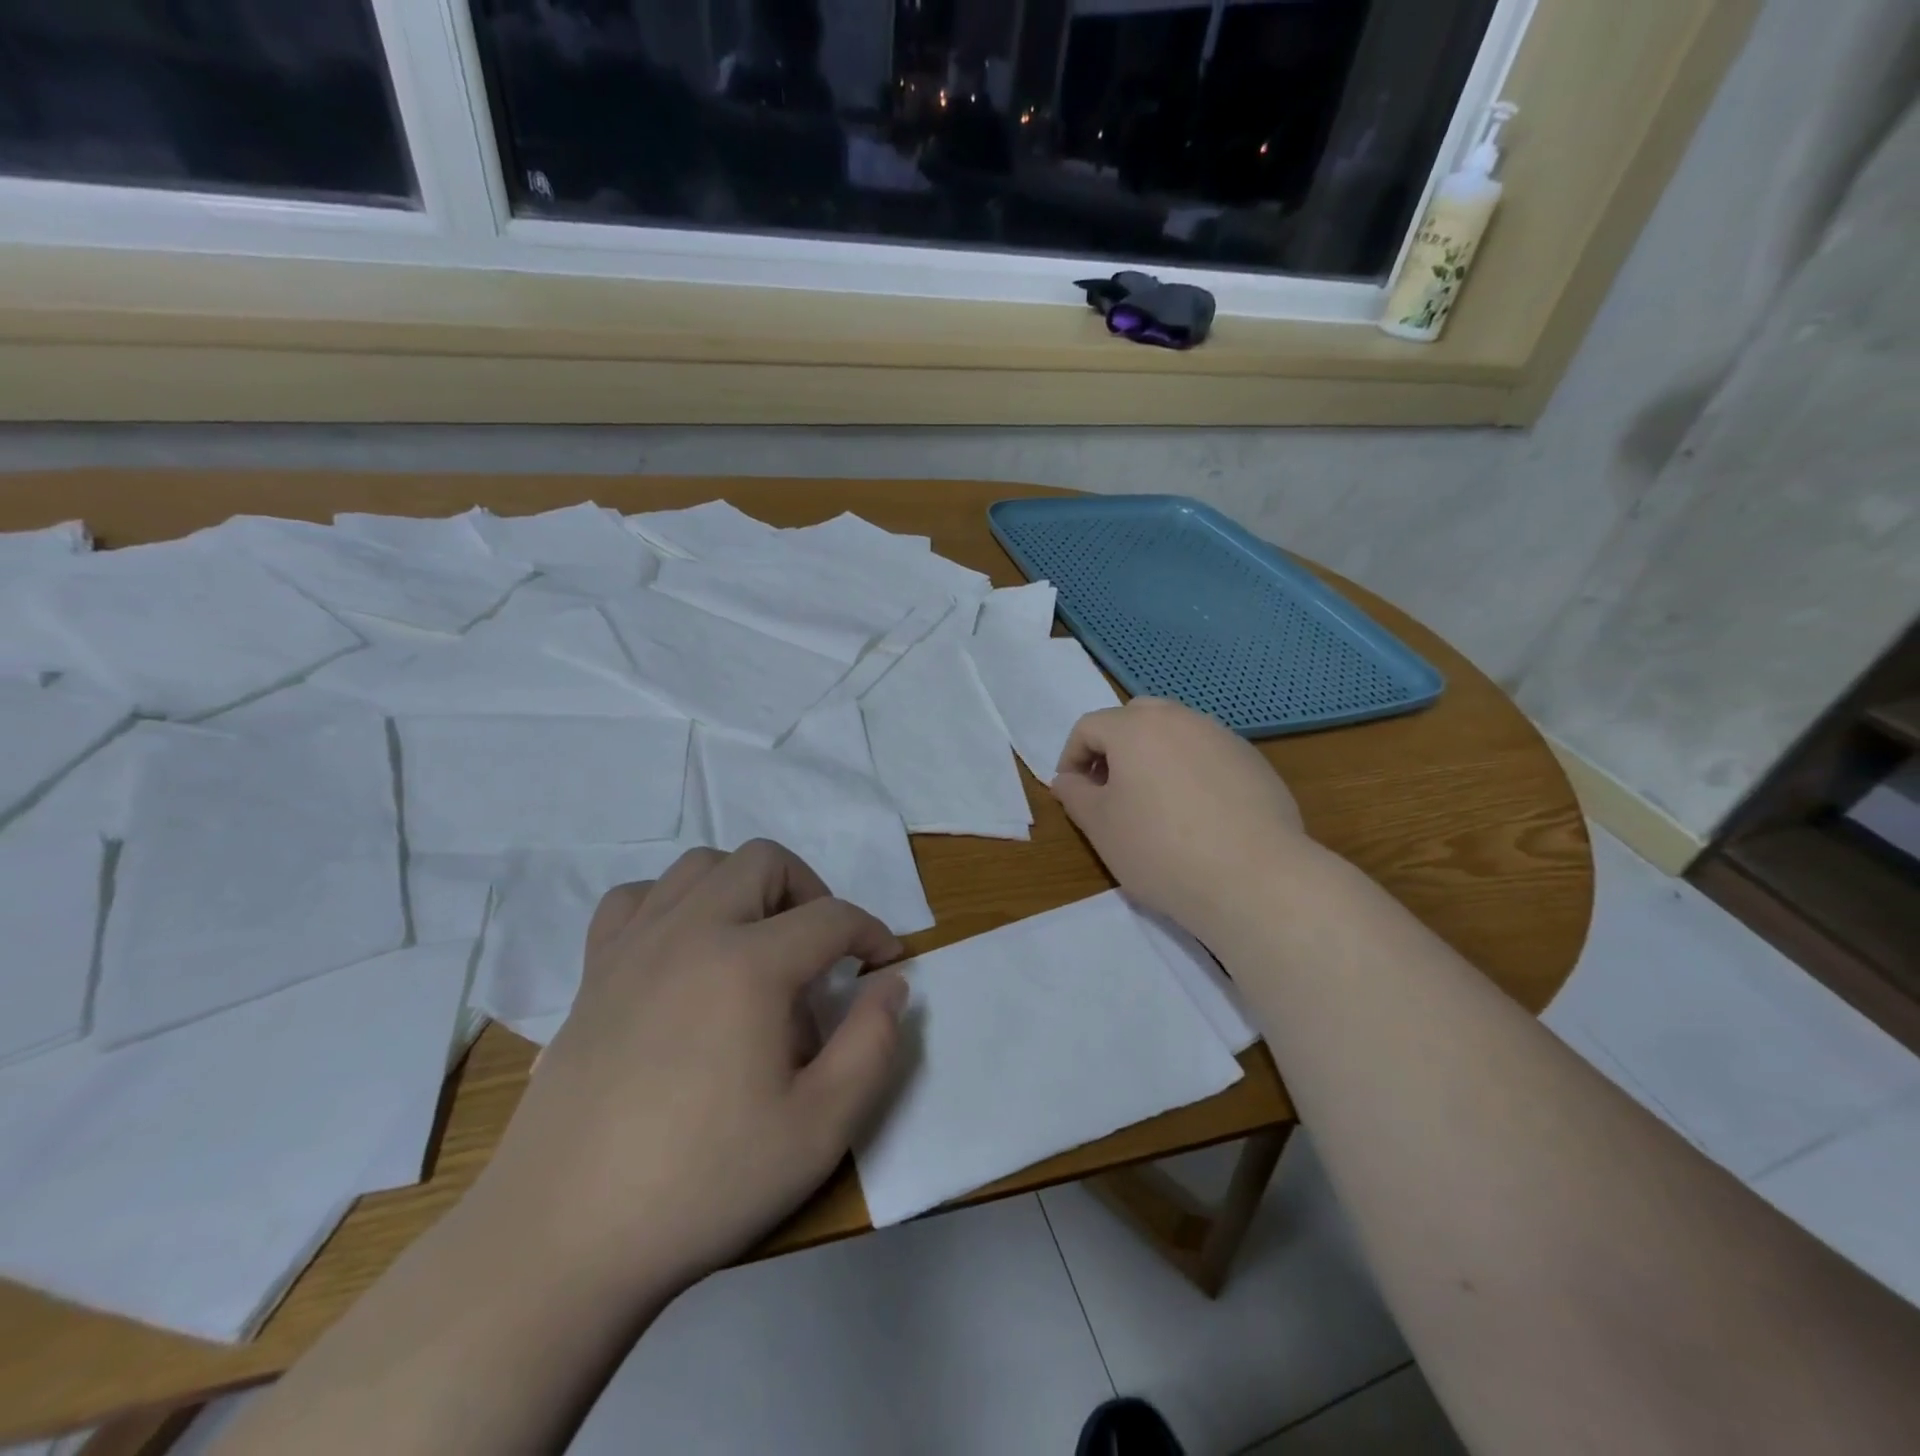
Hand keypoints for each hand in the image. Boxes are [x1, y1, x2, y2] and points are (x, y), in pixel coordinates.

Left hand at [470, 840, 907, 1309]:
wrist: (562, 1239)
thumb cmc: (703, 1183)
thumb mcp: (820, 1128)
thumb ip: (872, 1045)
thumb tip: (890, 983)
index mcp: (748, 964)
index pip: (832, 917)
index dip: (872, 933)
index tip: (885, 964)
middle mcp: (690, 931)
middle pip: (764, 861)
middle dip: (811, 892)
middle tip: (823, 951)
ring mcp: (634, 946)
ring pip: (701, 865)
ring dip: (745, 888)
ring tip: (758, 944)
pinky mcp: (593, 972)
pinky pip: (636, 899)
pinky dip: (673, 904)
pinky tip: (684, 951)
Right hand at [1053, 698, 1310, 937]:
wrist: (1254, 878)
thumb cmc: (1161, 849)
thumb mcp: (1101, 827)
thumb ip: (1075, 795)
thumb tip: (1067, 779)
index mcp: (1136, 728)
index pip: (1089, 726)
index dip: (1071, 756)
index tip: (1073, 791)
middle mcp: (1180, 719)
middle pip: (1135, 717)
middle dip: (1115, 746)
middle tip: (1111, 789)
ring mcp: (1223, 737)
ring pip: (1176, 732)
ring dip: (1155, 756)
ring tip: (1155, 802)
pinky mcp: (1254, 762)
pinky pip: (1209, 754)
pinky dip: (1191, 771)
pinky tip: (1198, 814)